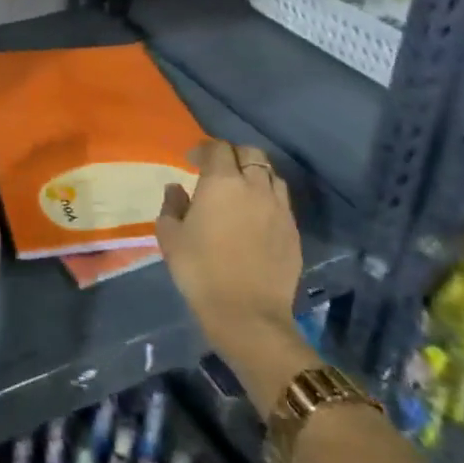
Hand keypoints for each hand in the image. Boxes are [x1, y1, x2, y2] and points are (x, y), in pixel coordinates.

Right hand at [157, 139, 312, 410]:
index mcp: (222, 182)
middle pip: (251, 153)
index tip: (192, 161)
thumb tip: (176, 189)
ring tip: (241, 190)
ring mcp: (279, 208)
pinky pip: (281, 201)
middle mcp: (254, 187)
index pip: (218, 148)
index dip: (203, 149)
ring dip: (254, 175)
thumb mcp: (170, 236)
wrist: (247, 315)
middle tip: (218, 170)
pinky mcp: (293, 231)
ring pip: (271, 175)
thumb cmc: (200, 271)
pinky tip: (256, 215)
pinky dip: (268, 198)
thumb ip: (172, 205)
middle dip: (233, 155)